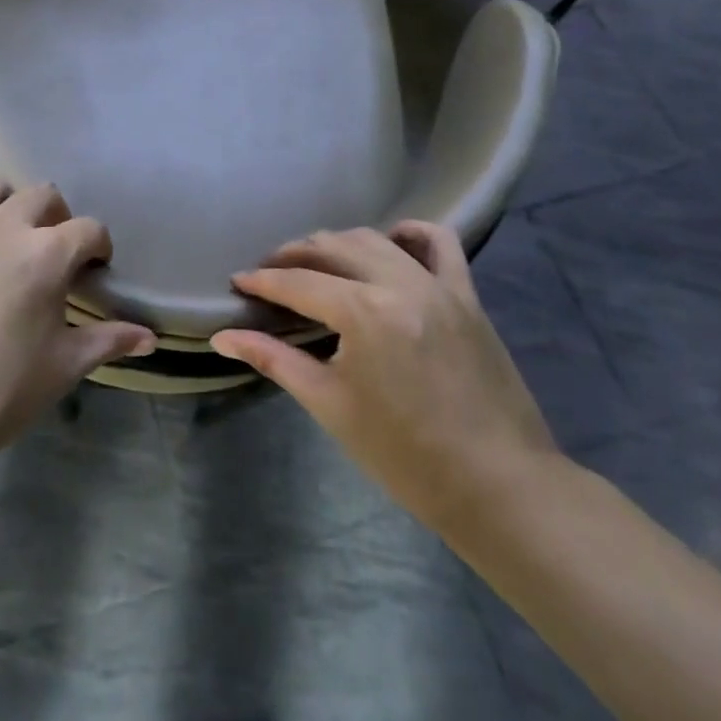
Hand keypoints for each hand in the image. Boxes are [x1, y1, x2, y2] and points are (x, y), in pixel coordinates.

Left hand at [0, 178, 156, 459]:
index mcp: (44, 252)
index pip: (89, 228)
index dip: (98, 247)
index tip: (94, 269)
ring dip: (5, 207)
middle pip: (41, 194)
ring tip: (2, 242)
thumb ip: (108, 340)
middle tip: (50, 251)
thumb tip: (150, 337)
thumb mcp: (62, 367)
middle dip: (55, 217)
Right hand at [211, 222, 561, 546]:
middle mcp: (398, 283)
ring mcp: (438, 284)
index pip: (298, 283)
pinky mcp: (467, 294)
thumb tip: (222, 337)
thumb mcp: (330, 405)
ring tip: (316, 261)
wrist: (498, 487)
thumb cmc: (405, 455)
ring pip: (375, 239)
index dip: (262, 281)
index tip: (238, 282)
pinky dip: (410, 233)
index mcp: (363, 312)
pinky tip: (390, 242)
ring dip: (338, 243)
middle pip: (332, 248)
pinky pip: (440, 243)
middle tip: (269, 273)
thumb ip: (274, 359)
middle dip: (293, 256)